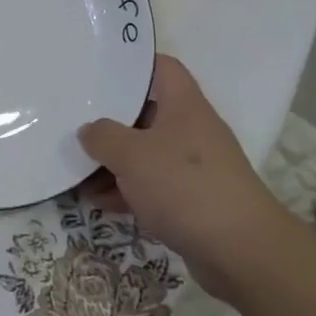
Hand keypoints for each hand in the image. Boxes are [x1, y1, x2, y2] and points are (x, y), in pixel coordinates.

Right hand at [78, 55, 291, 295]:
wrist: (240, 250)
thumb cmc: (185, 186)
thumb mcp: (132, 155)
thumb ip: (103, 136)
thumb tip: (89, 130)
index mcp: (184, 105)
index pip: (162, 68)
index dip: (133, 64)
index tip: (99, 70)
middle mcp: (191, 130)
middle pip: (147, 114)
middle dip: (110, 121)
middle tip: (75, 122)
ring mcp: (193, 167)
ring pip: (146, 154)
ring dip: (113, 162)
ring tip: (76, 170)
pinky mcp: (191, 201)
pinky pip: (151, 186)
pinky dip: (126, 191)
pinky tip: (98, 202)